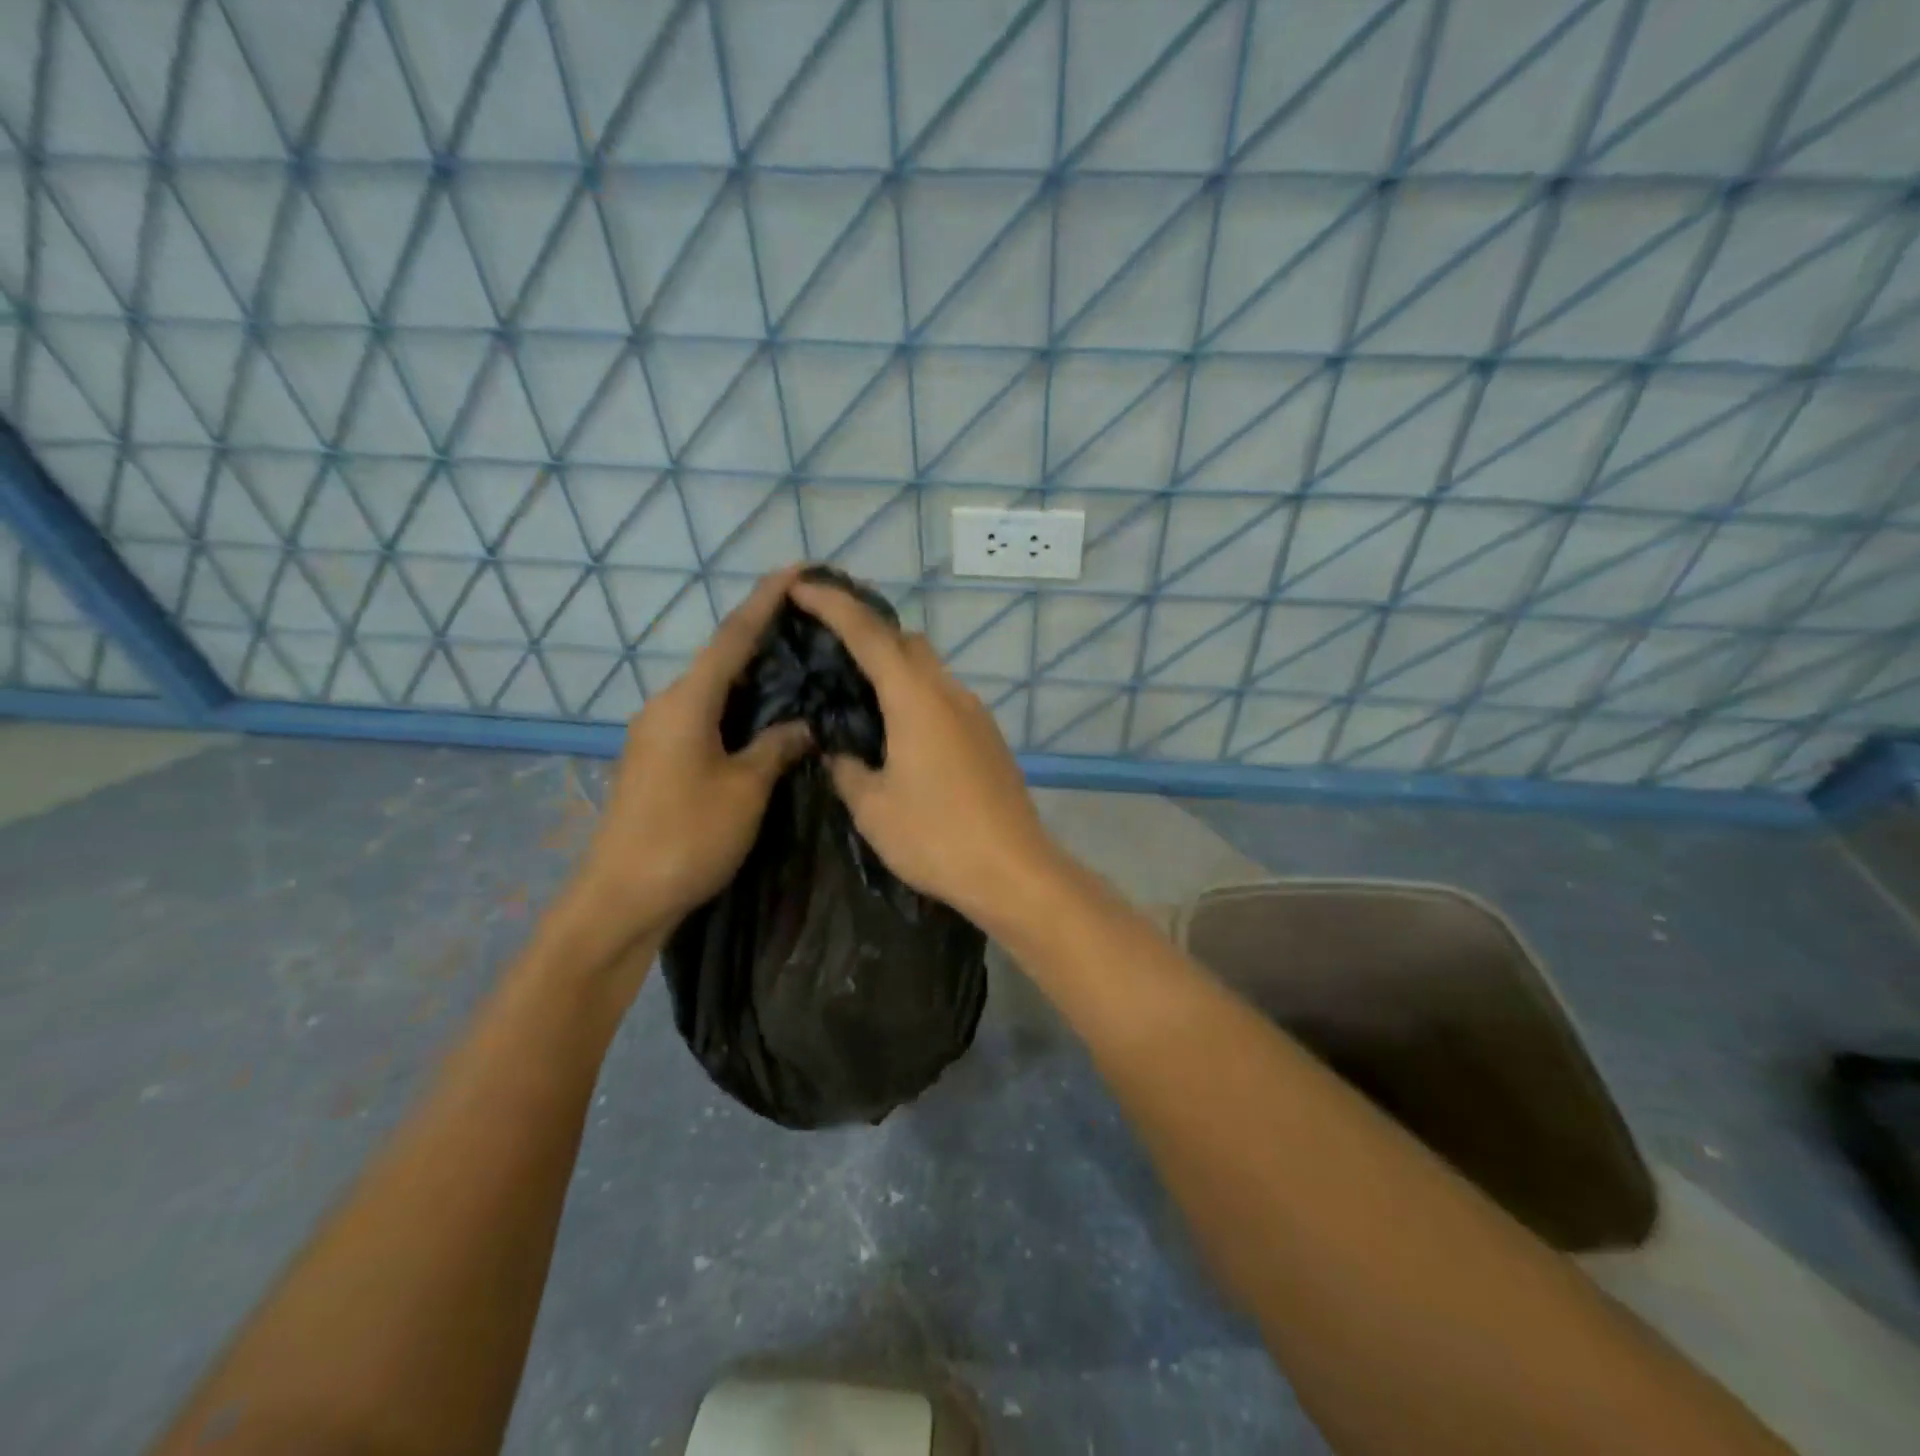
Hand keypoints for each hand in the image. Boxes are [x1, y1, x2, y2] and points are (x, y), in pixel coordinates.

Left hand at [572, 569, 810, 946]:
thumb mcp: (746, 789)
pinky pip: (704, 717)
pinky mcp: (657, 760)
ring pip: (712, 690)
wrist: (621, 898)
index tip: (797, 570)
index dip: (766, 600)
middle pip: (720, 658)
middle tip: (810, 626)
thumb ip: (777, 747)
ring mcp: (657, 734)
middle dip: (763, 636)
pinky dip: (737, 708)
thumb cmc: (687, 836)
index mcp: (687, 701)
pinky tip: (765, 718)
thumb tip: (803, 724)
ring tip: (797, 667)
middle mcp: (666, 706)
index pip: (733, 636)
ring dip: (752, 675)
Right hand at [788, 576, 1061, 927]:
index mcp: (916, 700)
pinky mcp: (989, 738)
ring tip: (857, 690)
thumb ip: (847, 769)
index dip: (833, 605)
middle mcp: (950, 694)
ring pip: (929, 670)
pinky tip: (898, 731)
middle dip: (867, 630)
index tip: (802, 586)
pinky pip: (945, 698)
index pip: (869, 635)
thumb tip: (839, 752)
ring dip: (894, 667)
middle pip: (907, 641)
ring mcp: (976, 715)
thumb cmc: (937, 838)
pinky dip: (915, 696)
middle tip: (828, 643)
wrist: (1014, 870)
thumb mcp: (873, 808)